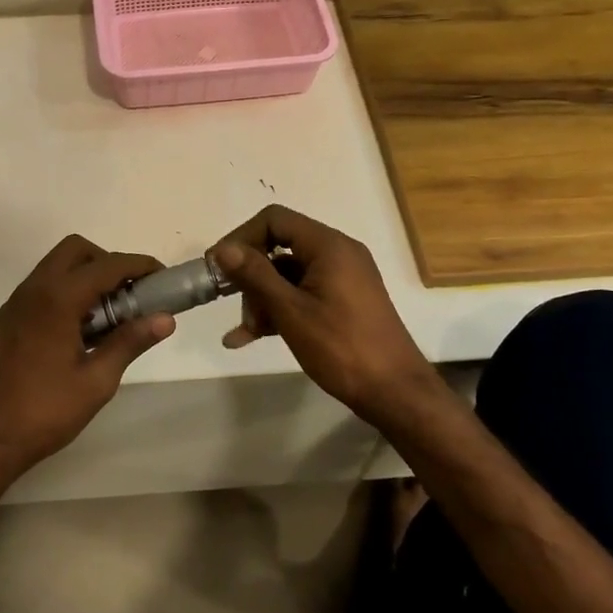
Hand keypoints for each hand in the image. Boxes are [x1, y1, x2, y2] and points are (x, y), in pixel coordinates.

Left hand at [0, 235, 174, 483]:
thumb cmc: (43, 412)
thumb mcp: (96, 382)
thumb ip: (129, 342)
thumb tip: (165, 319)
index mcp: (58, 299)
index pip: (107, 265)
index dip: (138, 265)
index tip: (161, 277)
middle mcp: (32, 291)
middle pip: (74, 250)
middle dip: (106, 262)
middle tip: (127, 295)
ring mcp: (11, 306)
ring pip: (52, 269)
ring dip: (82, 278)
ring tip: (103, 319)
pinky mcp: (0, 323)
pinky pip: (36, 292)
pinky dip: (61, 296)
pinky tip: (70, 337)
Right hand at [209, 205, 434, 424]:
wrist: (395, 392)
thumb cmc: (342, 348)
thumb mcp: (291, 311)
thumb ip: (255, 276)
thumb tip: (223, 249)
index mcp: (329, 246)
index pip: (274, 220)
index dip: (241, 238)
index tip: (217, 266)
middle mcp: (337, 253)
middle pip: (279, 247)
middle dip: (251, 276)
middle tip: (230, 304)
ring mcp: (342, 278)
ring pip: (287, 274)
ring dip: (262, 298)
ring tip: (246, 332)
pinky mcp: (343, 300)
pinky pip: (302, 293)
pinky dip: (279, 309)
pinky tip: (251, 337)